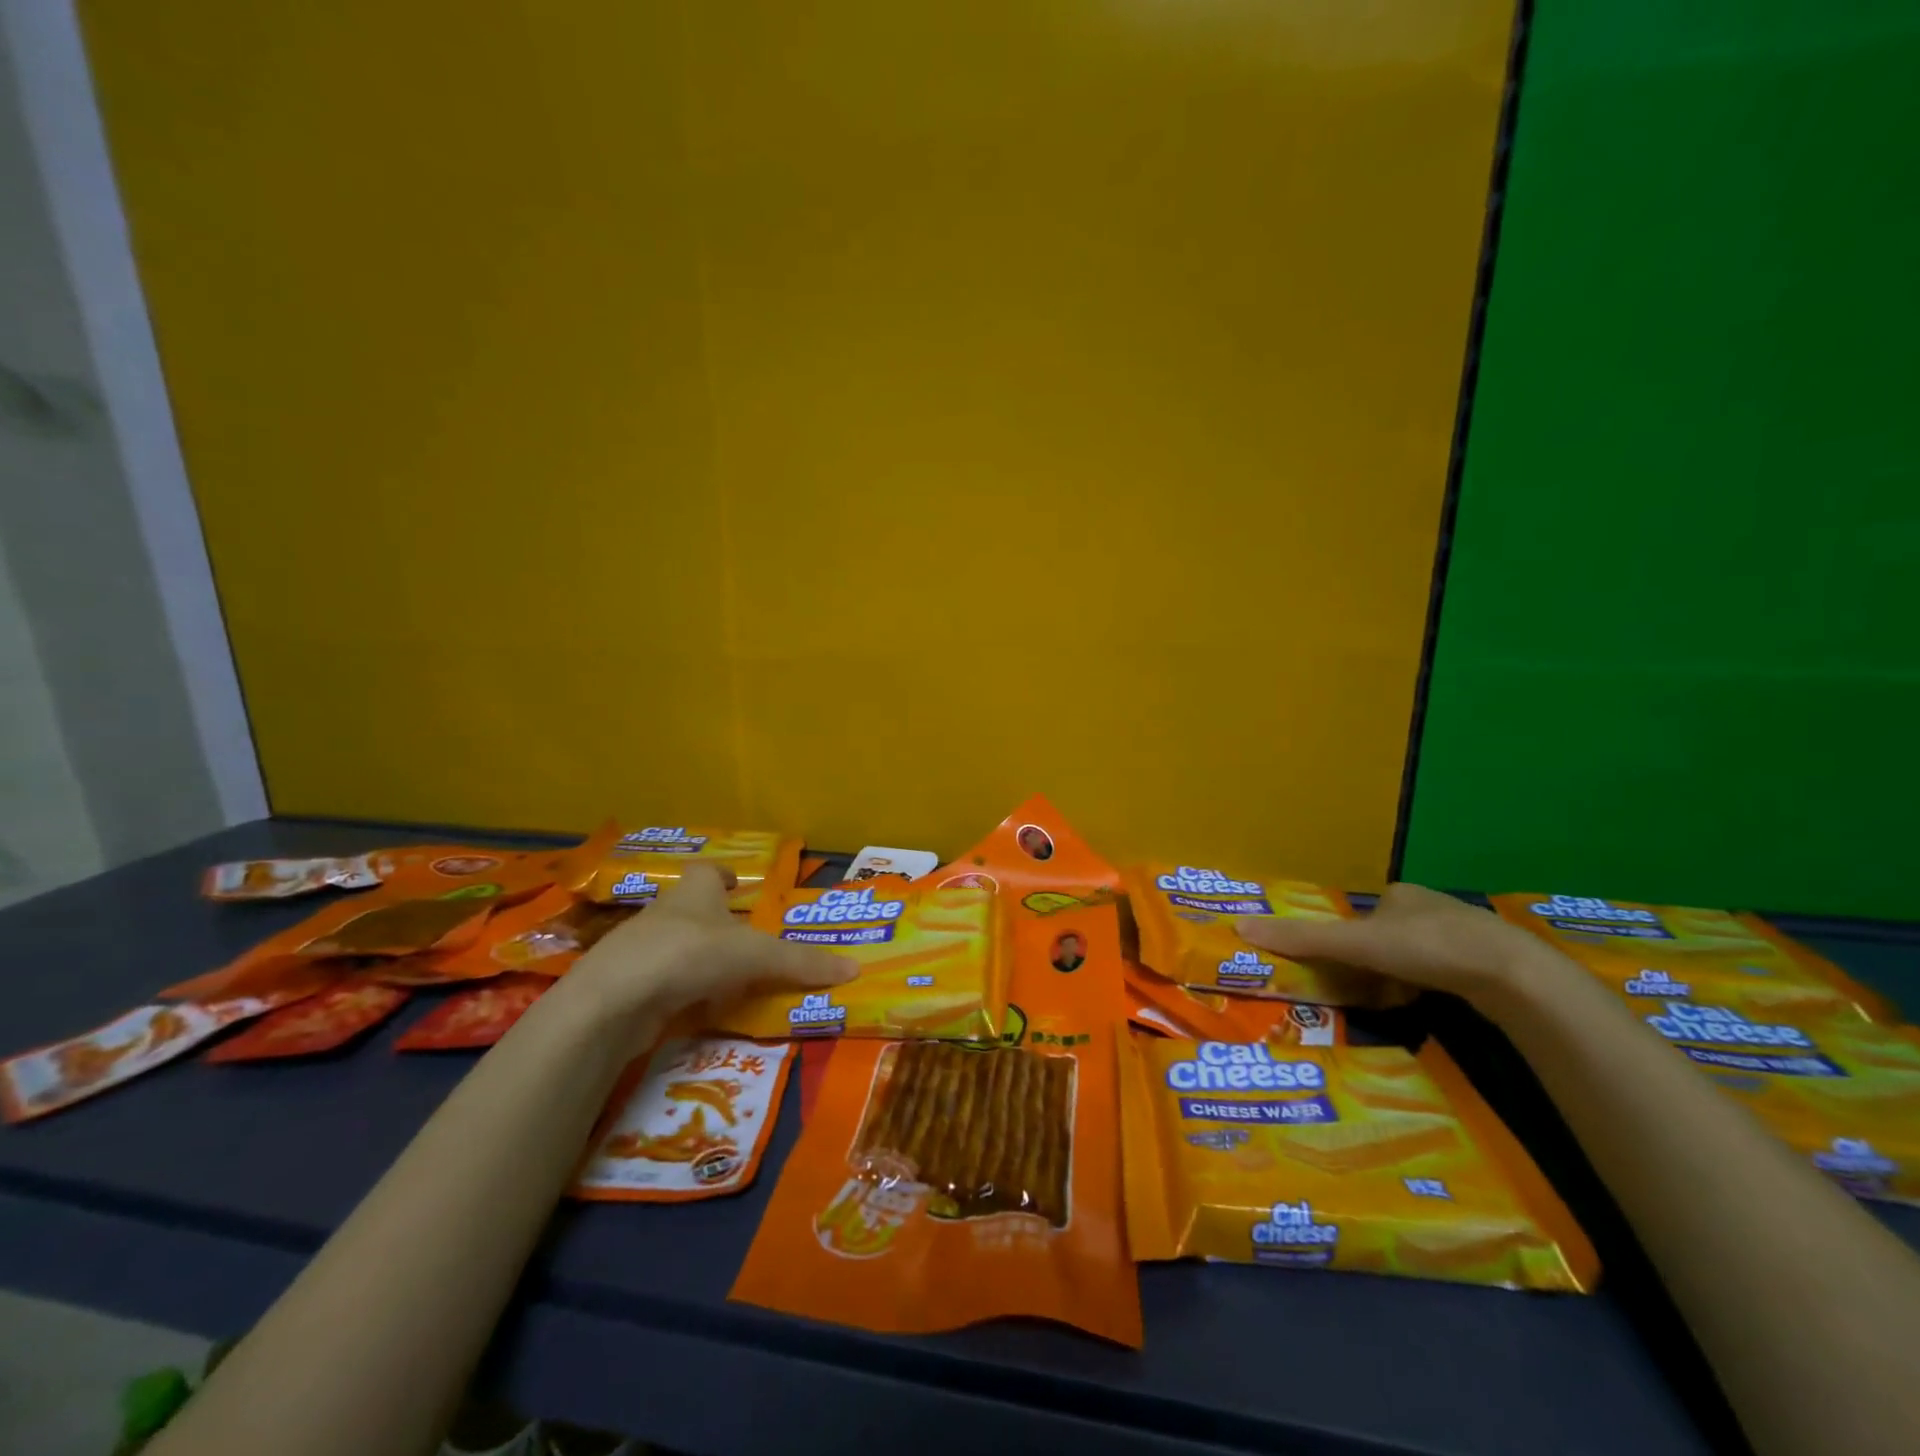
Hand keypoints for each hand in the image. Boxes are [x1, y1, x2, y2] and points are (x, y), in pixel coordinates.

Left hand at [563, 864, 853, 1024]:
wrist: (612, 1001)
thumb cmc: (689, 955)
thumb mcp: (755, 956)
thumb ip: (801, 963)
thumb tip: (855, 968)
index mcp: (694, 893)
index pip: (706, 872)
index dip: (722, 876)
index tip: (738, 886)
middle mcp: (665, 915)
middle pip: (692, 911)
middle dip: (716, 923)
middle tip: (747, 942)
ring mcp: (640, 952)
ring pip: (676, 949)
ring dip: (700, 962)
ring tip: (731, 981)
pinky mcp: (627, 989)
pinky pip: (663, 985)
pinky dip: (682, 994)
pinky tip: (699, 1010)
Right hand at [1234, 883, 1555, 1005]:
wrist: (1512, 975)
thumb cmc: (1427, 948)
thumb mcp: (1356, 944)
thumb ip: (1303, 938)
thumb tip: (1239, 926)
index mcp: (1399, 894)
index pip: (1361, 918)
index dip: (1348, 944)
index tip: (1346, 969)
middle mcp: (1431, 906)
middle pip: (1387, 938)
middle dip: (1375, 964)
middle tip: (1369, 990)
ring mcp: (1466, 934)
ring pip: (1417, 957)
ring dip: (1401, 978)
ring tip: (1398, 1002)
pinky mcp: (1493, 963)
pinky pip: (1447, 973)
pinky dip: (1432, 988)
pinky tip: (1432, 1006)